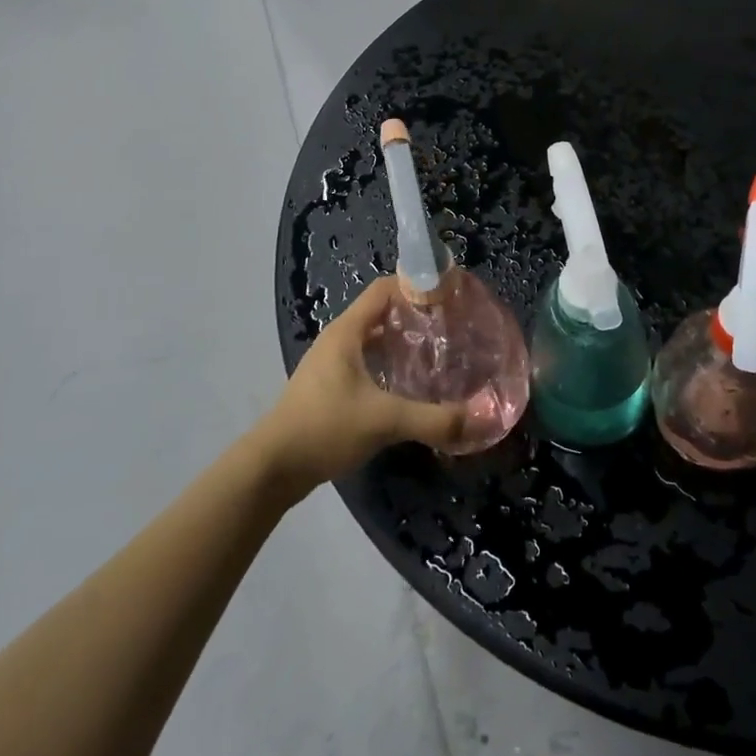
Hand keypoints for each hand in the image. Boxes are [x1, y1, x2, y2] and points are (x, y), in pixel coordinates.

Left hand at [252, 276, 467, 498]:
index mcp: (347, 331)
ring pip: (375, 339)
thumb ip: (435, 419)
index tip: (450, 297)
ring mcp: (332, 363)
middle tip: (452, 327)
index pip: (385, 288)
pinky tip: (412, 384)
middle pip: (383, 312)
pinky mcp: (331, 387)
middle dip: (416, 316)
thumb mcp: (384, 421)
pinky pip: (367, 361)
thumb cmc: (325, 428)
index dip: (416, 286)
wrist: (273, 469)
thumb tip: (483, 418)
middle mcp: (339, 339)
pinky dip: (391, 363)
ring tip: (439, 353)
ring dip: (404, 342)